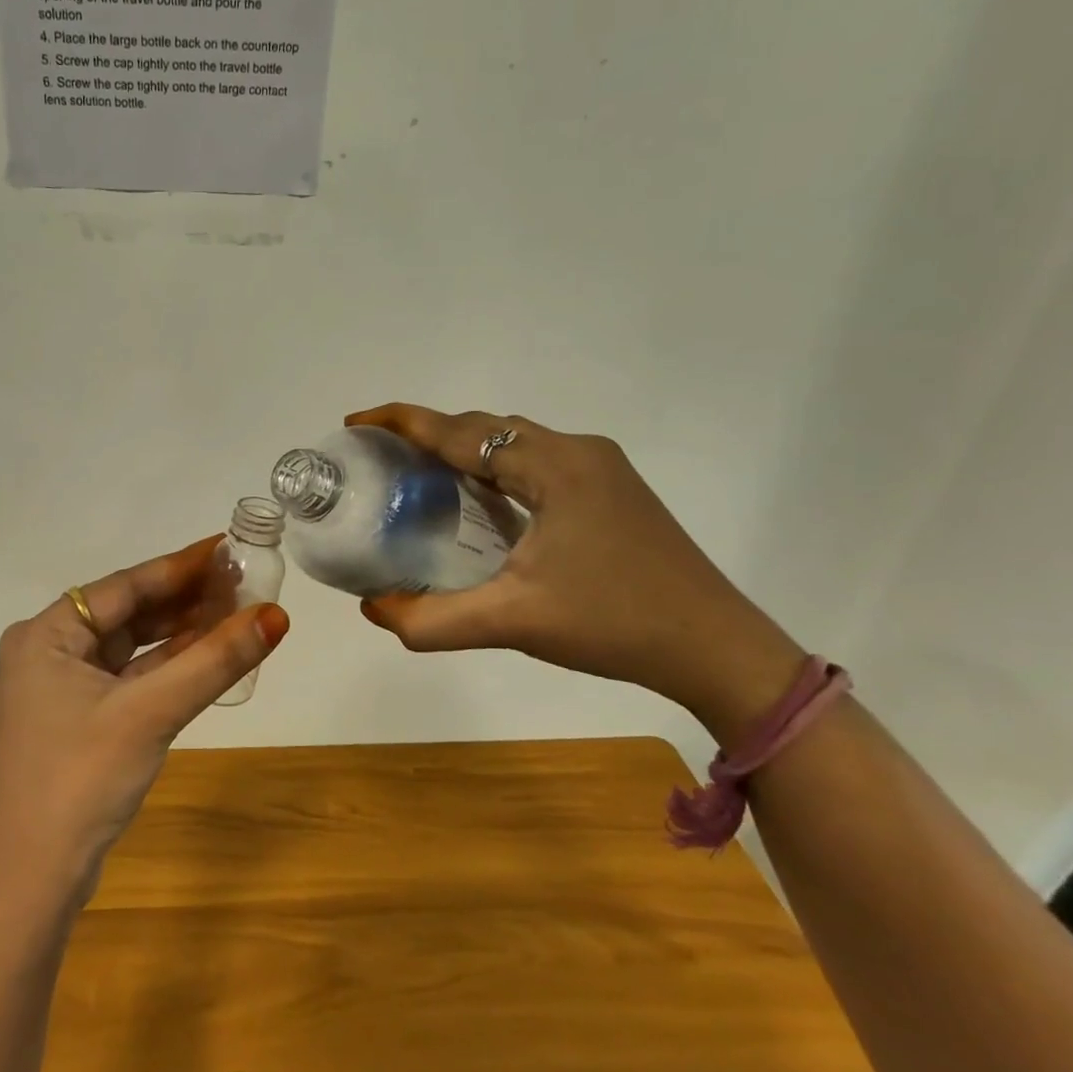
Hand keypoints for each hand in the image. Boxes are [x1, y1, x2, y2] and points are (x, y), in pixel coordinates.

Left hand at [0, 536, 289, 911]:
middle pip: (127, 613)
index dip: (180, 566)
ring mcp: (58, 690)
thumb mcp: (151, 713)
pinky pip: (128, 679)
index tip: (228, 547)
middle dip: (184, 599)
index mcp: (44, 635)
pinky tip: (204, 657)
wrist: (29, 883)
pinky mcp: (75, 722)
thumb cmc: (81, 780)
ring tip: (233, 612)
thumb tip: (276, 615)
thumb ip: (214, 662)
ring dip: (178, 634)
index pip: (124, 586)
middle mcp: (46, 652)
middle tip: (240, 581)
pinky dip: (165, 669)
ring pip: (130, 648)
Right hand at [346, 404, 803, 736]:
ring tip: (420, 474)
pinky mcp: (612, 493)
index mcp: (555, 467)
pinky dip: (495, 470)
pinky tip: (481, 501)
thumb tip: (372, 609)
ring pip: (515, 444)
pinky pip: (536, 464)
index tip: (357, 423)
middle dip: (430, 434)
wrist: (716, 648)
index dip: (404, 423)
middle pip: (487, 429)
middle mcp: (578, 452)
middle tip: (383, 457)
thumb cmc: (614, 624)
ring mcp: (601, 470)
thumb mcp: (513, 622)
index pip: (462, 432)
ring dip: (465, 450)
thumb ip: (433, 620)